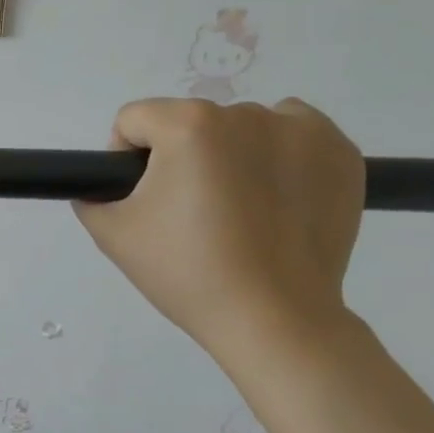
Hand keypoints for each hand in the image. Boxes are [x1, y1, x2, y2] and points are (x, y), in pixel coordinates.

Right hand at [73, 98, 364, 366]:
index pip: (135, 119)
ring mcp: (303, 129)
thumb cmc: (188, 274)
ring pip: (242, 129)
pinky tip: (275, 203)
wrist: (274, 319)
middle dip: (182, 159)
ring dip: (231, 156)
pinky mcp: (341, 152)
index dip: (125, 158)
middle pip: (190, 123)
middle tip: (190, 216)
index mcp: (189, 126)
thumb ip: (92, 196)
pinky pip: (293, 137)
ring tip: (238, 213)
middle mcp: (247, 113)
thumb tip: (103, 186)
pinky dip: (279, 159)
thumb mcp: (114, 235)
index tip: (143, 201)